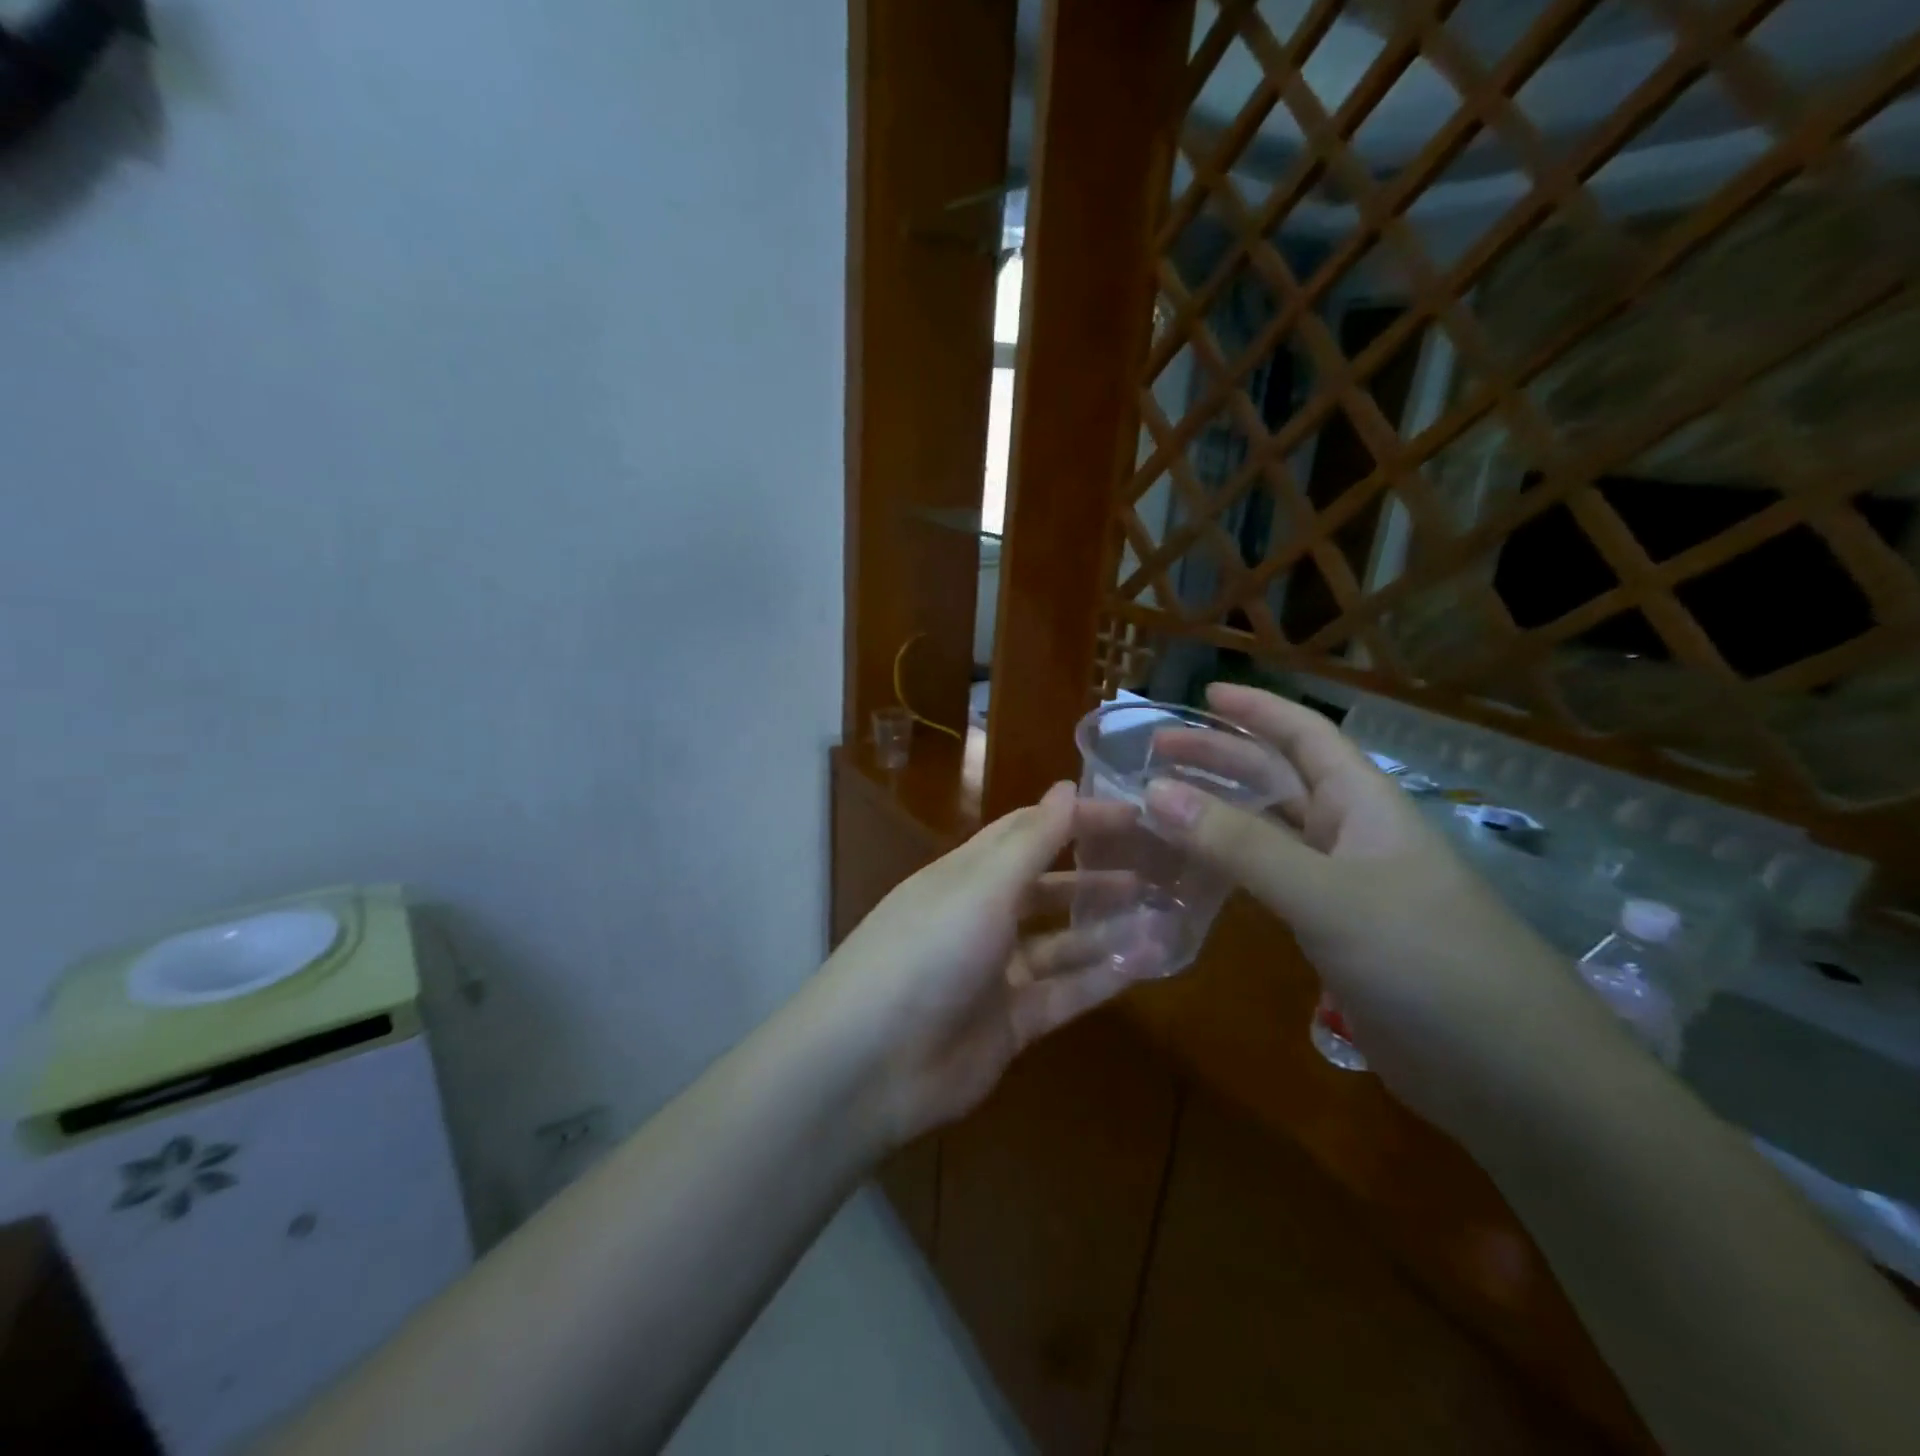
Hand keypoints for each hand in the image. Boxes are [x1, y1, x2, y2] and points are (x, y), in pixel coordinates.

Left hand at [815, 781, 1164, 1147]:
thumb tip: (1069, 784)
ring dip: (1108, 929)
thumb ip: (1032, 840)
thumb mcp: (982, 886)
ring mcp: (996, 973)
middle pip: (1048, 888)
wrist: (871, 1063)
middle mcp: (982, 917)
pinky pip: (1066, 993)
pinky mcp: (1011, 1024)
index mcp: (967, 874)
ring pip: (1063, 943)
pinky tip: (1149, 962)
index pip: (1028, 832)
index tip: (1134, 816)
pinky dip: (1103, 978)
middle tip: (1157, 870)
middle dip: (1097, 878)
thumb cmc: (927, 951)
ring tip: (1166, 916)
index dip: (1077, 820)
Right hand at [1143, 683, 1622, 1140]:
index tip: (1200, 693)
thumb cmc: (1427, 960)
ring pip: (1268, 832)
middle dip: (1219, 759)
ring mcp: (1343, 886)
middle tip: (1154, 755)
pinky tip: (1192, 874)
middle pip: (1277, 779)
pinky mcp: (1334, 933)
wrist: (1511, 1075)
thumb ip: (1240, 845)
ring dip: (1218, 814)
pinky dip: (1229, 868)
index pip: (1304, 735)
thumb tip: (1156, 792)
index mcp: (1363, 803)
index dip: (1255, 709)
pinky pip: (1269, 883)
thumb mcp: (1327, 894)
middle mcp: (1351, 834)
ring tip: (1160, 807)